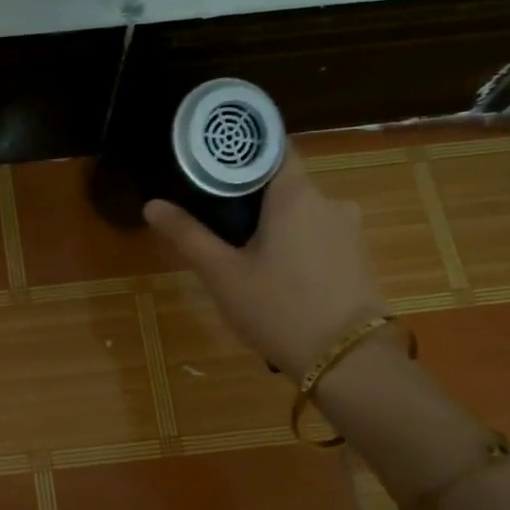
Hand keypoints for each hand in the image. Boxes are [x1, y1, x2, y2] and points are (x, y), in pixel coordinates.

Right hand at [144, 145, 388, 377]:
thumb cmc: (278, 309)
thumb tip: (152, 205)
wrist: (347, 361)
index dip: (242, 150)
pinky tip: (277, 276)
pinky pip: (318, 237)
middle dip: (251, 196)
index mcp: (295, 195)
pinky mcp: (357, 257)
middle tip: (215, 218)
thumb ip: (188, 236)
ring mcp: (349, 230)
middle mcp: (329, 201)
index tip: (213, 161)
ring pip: (301, 213)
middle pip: (284, 183)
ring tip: (243, 254)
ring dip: (274, 225)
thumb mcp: (222, 275)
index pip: (273, 147)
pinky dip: (295, 245)